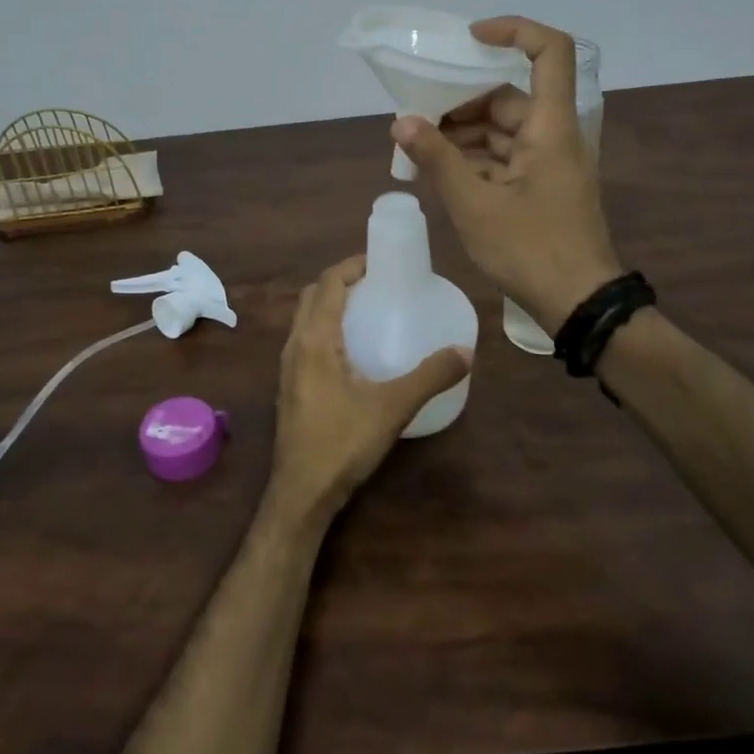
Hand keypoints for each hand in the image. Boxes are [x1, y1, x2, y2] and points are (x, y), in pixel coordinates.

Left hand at [269, 256, 470, 528]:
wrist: (302, 492)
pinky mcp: (290, 386)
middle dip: (341, 281)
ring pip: (305, 319)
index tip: (381, 261)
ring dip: (331, 305)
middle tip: (377, 283)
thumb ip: (429, 377)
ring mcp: (287, 367)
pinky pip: (305, 341)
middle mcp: (294, 345)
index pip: (327, 284)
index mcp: (314, 339)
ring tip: (368, 310)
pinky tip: (353, 351)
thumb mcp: (392, 407)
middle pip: (312, 296)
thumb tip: (466, 351)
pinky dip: (326, 329)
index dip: (351, 265)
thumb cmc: (342, 443)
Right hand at [391, 16, 621, 335]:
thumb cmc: (530, 250)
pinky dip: (475, 159)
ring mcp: (549, 163)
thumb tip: (401, 122)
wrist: (578, 303)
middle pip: (510, 96)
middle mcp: (554, 136)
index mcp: (550, 128)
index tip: (470, 37)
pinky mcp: (542, 187)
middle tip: (418, 116)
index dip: (514, 31)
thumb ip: (437, 160)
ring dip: (464, 134)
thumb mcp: (474, 205)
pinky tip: (441, 172)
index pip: (549, 52)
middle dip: (462, 102)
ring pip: (504, 130)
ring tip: (419, 148)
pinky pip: (505, 157)